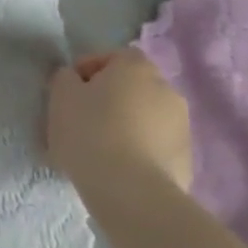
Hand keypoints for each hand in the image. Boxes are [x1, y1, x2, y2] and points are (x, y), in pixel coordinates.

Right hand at [46, 48, 191, 192]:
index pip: (113, 56)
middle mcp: (166, 88)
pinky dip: (139, 150)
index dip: (88, 69)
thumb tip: (74, 79)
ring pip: (146, 117)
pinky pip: (156, 145)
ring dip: (127, 124)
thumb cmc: (90, 132)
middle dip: (110, 98)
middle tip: (83, 119)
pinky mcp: (186, 159)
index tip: (69, 91)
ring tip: (101, 148)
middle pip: (132, 86)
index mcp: (136, 67)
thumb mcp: (61, 96)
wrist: (131, 191)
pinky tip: (119, 168)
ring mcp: (182, 125)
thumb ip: (65, 78)